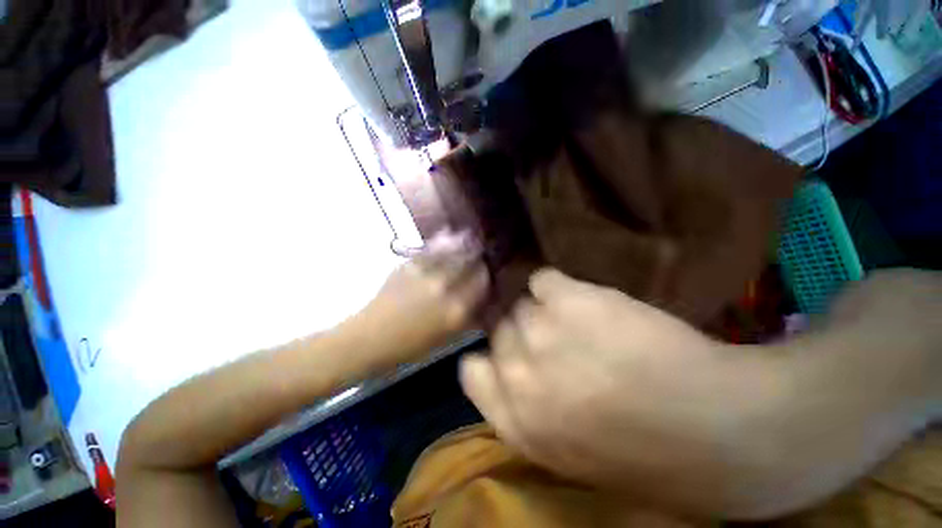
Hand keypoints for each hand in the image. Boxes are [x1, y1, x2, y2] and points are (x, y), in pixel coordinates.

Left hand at [350, 230, 488, 366]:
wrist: (369, 339)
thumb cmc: (409, 346)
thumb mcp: (445, 337)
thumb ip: (466, 317)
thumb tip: (481, 300)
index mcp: (456, 310)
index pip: (482, 282)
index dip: (488, 272)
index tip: (489, 268)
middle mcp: (445, 288)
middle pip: (470, 262)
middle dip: (477, 255)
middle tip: (481, 251)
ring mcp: (426, 274)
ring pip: (452, 252)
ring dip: (462, 245)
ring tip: (468, 239)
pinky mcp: (408, 266)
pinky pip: (431, 251)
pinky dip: (442, 245)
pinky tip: (446, 239)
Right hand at [461, 268, 941, 519]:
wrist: (728, 431)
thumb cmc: (648, 452)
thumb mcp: (566, 449)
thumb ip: (526, 408)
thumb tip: (508, 366)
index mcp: (518, 421)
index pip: (470, 372)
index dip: (489, 359)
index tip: (510, 354)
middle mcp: (520, 376)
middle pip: (499, 330)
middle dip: (522, 333)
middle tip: (554, 337)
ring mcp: (543, 335)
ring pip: (521, 304)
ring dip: (543, 310)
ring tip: (575, 319)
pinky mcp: (572, 301)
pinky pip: (543, 280)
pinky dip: (557, 286)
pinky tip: (583, 299)